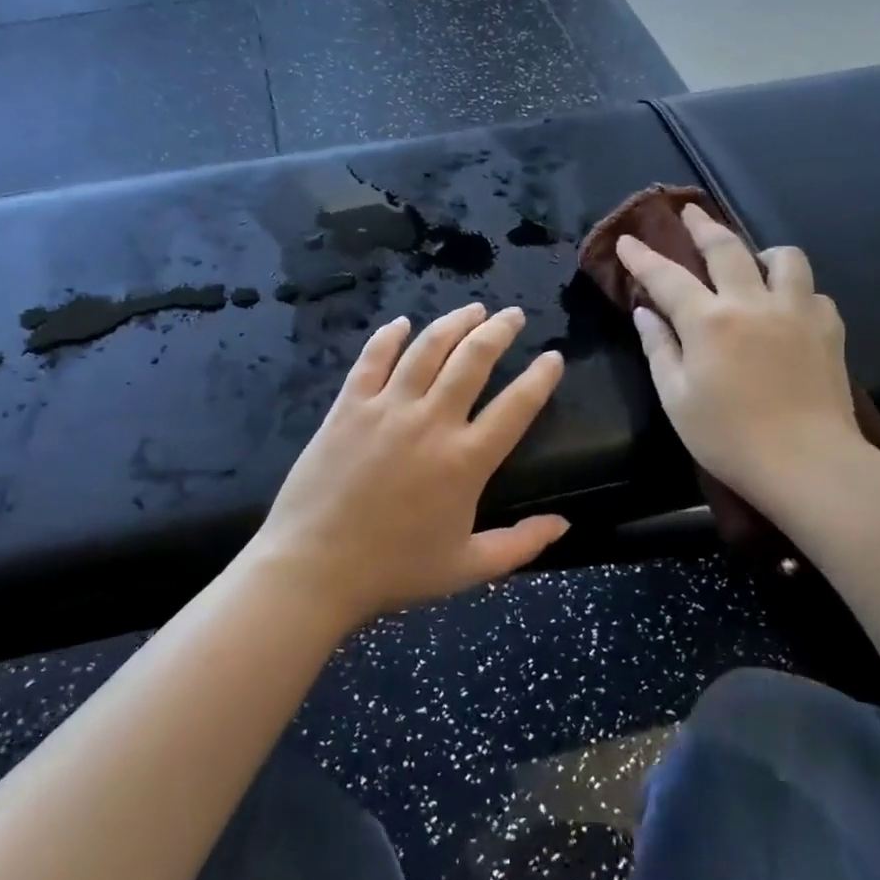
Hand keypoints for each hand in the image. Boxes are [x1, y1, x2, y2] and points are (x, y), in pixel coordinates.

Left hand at [246, 303, 567, 630]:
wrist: (315, 567)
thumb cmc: (394, 570)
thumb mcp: (468, 567)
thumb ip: (521, 545)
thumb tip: (564, 524)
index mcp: (466, 460)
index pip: (517, 405)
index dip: (541, 377)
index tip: (553, 357)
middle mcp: (431, 421)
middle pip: (473, 359)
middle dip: (500, 330)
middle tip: (513, 314)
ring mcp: (387, 408)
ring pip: (427, 348)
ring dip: (454, 323)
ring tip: (472, 309)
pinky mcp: (348, 406)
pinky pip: (372, 359)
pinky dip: (389, 336)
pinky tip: (402, 323)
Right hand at [615, 204, 865, 496]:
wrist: (808, 463)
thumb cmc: (728, 437)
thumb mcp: (676, 398)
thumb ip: (659, 348)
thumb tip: (646, 312)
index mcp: (709, 321)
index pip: (667, 276)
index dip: (642, 256)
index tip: (627, 240)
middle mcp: (752, 303)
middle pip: (726, 248)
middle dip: (702, 226)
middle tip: (689, 212)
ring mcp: (796, 311)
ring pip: (783, 257)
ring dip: (760, 252)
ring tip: (751, 262)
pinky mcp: (828, 328)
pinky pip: (811, 291)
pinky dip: (793, 290)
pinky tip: (785, 308)